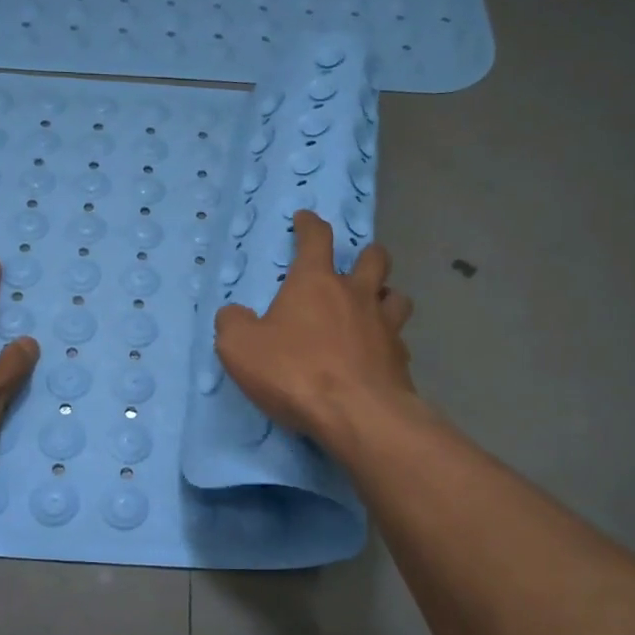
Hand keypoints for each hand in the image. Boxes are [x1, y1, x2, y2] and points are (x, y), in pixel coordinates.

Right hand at [214, 210, 414, 446]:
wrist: (356, 414)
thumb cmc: (294, 372)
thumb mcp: (240, 347)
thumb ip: (232, 323)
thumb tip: (234, 314)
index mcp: (316, 283)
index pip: (316, 239)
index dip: (310, 225)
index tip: (306, 219)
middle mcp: (356, 295)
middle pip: (374, 258)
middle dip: (365, 255)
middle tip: (354, 265)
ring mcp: (385, 326)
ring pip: (396, 295)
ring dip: (385, 295)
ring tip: (373, 307)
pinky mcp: (401, 359)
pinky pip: (399, 340)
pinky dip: (388, 342)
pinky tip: (378, 356)